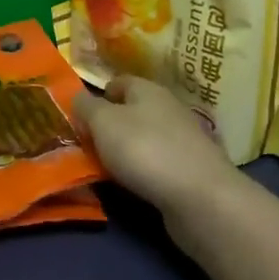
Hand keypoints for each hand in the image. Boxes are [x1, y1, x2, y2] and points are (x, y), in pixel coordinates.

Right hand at [73, 75, 242, 246]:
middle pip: (131, 111)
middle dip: (109, 126)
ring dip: (125, 150)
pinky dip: (142, 171)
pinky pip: (157, 163)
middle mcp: (168, 108)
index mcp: (147, 89)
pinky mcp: (190, 168)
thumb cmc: (145, 150)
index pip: (118, 82)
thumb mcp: (103, 123)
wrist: (200, 197)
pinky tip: (132, 184)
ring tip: (104, 169)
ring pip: (144, 138)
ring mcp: (183, 139)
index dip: (97, 96)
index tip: (79, 117)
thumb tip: (78, 98)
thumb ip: (85, 107)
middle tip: (85, 145)